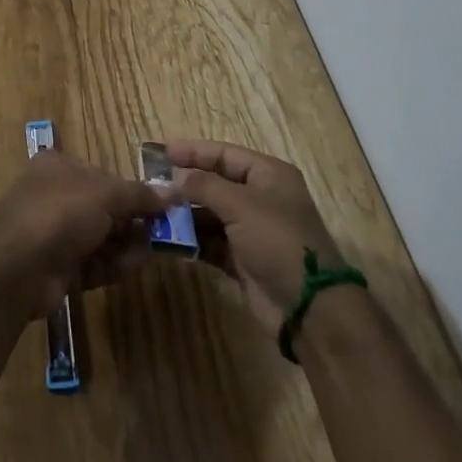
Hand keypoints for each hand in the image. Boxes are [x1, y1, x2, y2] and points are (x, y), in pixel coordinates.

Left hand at [0, 149, 167, 317]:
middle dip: (132, 222)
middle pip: (105, 208)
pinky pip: (94, 263)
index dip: (131, 192)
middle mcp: (56, 196)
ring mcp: (56, 234)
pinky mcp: (60, 268)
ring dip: (126, 246)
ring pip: (102, 238)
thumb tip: (173, 193)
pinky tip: (131, 268)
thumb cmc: (60, 213)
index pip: (103, 176)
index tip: (159, 207)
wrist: (18, 268)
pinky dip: (113, 265)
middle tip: (161, 234)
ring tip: (149, 253)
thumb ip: (139, 195)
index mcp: (60, 167)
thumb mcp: (104, 194)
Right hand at [167, 140, 344, 331]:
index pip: (224, 154)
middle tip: (152, 185)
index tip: (161, 152)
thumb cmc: (278, 242)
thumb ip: (205, 186)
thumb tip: (176, 177)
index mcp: (268, 175)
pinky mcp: (244, 260)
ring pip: (211, 214)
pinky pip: (212, 242)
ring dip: (185, 214)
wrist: (309, 309)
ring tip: (154, 212)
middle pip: (216, 182)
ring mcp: (252, 230)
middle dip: (186, 184)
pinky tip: (169, 239)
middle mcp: (261, 198)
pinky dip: (193, 240)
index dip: (193, 151)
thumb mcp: (241, 205)